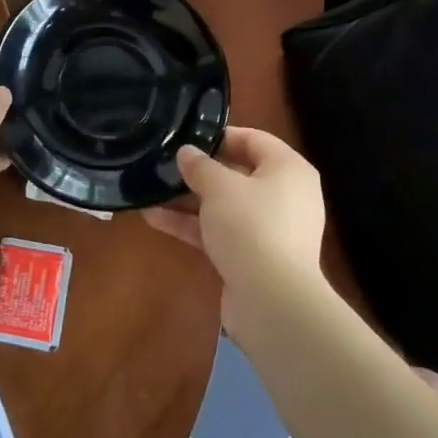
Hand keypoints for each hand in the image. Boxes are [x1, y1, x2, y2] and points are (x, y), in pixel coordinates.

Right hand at [143, 128, 325, 325]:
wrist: (272, 302)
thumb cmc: (251, 227)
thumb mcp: (219, 187)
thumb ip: (199, 166)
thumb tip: (186, 152)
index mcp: (288, 170)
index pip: (254, 139)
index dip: (219, 136)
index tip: (186, 137)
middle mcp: (284, 196)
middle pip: (237, 173)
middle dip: (198, 171)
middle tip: (164, 163)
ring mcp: (269, 229)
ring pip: (223, 205)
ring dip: (188, 200)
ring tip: (150, 189)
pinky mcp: (252, 256)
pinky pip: (219, 231)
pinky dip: (191, 225)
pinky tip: (153, 218)